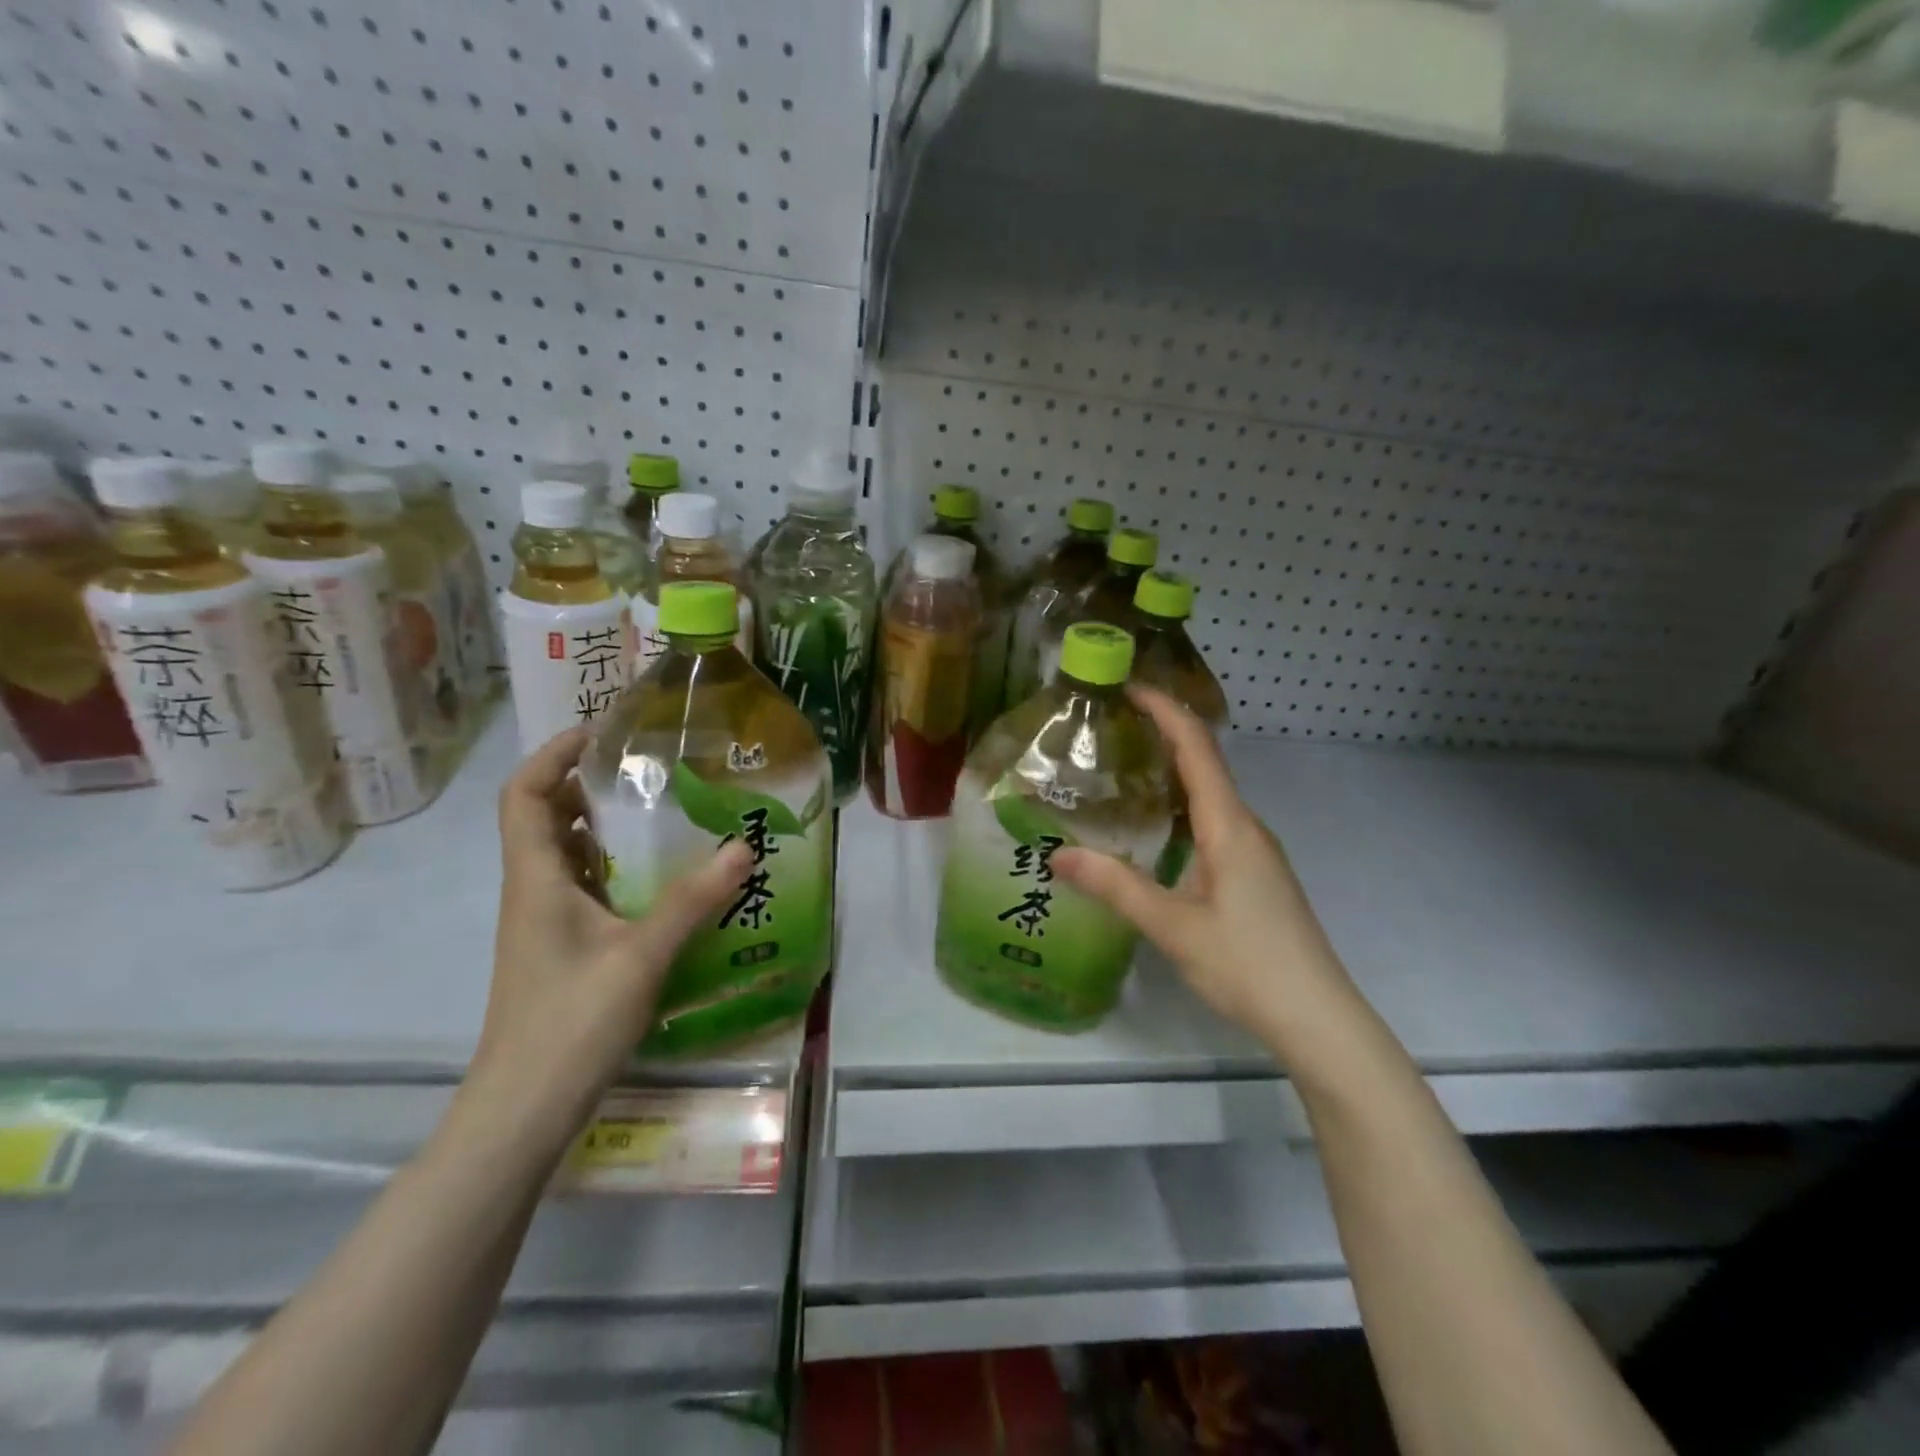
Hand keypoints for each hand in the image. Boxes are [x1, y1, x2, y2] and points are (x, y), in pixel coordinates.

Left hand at [468, 728, 751, 1146]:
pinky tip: (665, 876)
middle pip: (547, 817)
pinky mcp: (566, 948)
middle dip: (590, 783)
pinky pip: (588, 888)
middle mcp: (536, 890)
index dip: (554, 754)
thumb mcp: (640, 955)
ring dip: (606, 826)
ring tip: (665, 810)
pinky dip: (617, 867)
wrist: (524, 1109)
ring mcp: (548, 923)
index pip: (526, 794)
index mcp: (537, 878)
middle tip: (651, 767)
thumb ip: (692, 900)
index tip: (604, 731)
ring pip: (569, 854)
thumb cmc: (570, 1023)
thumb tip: (743, 846)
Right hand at [1053, 687, 1356, 1049]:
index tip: (1129, 688)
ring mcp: (1255, 852)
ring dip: (1171, 772)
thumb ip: (1115, 887)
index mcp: (1230, 827)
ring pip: (1209, 796)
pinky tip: (1153, 830)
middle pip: (1204, 764)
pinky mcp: (1254, 875)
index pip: (1197, 749)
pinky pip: (1213, 823)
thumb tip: (1057, 856)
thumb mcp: (1172, 926)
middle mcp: (1246, 827)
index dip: (1166, 711)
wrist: (1318, 1017)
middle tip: (1109, 729)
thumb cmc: (1248, 964)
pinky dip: (1180, 808)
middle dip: (1162, 735)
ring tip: (1121, 770)